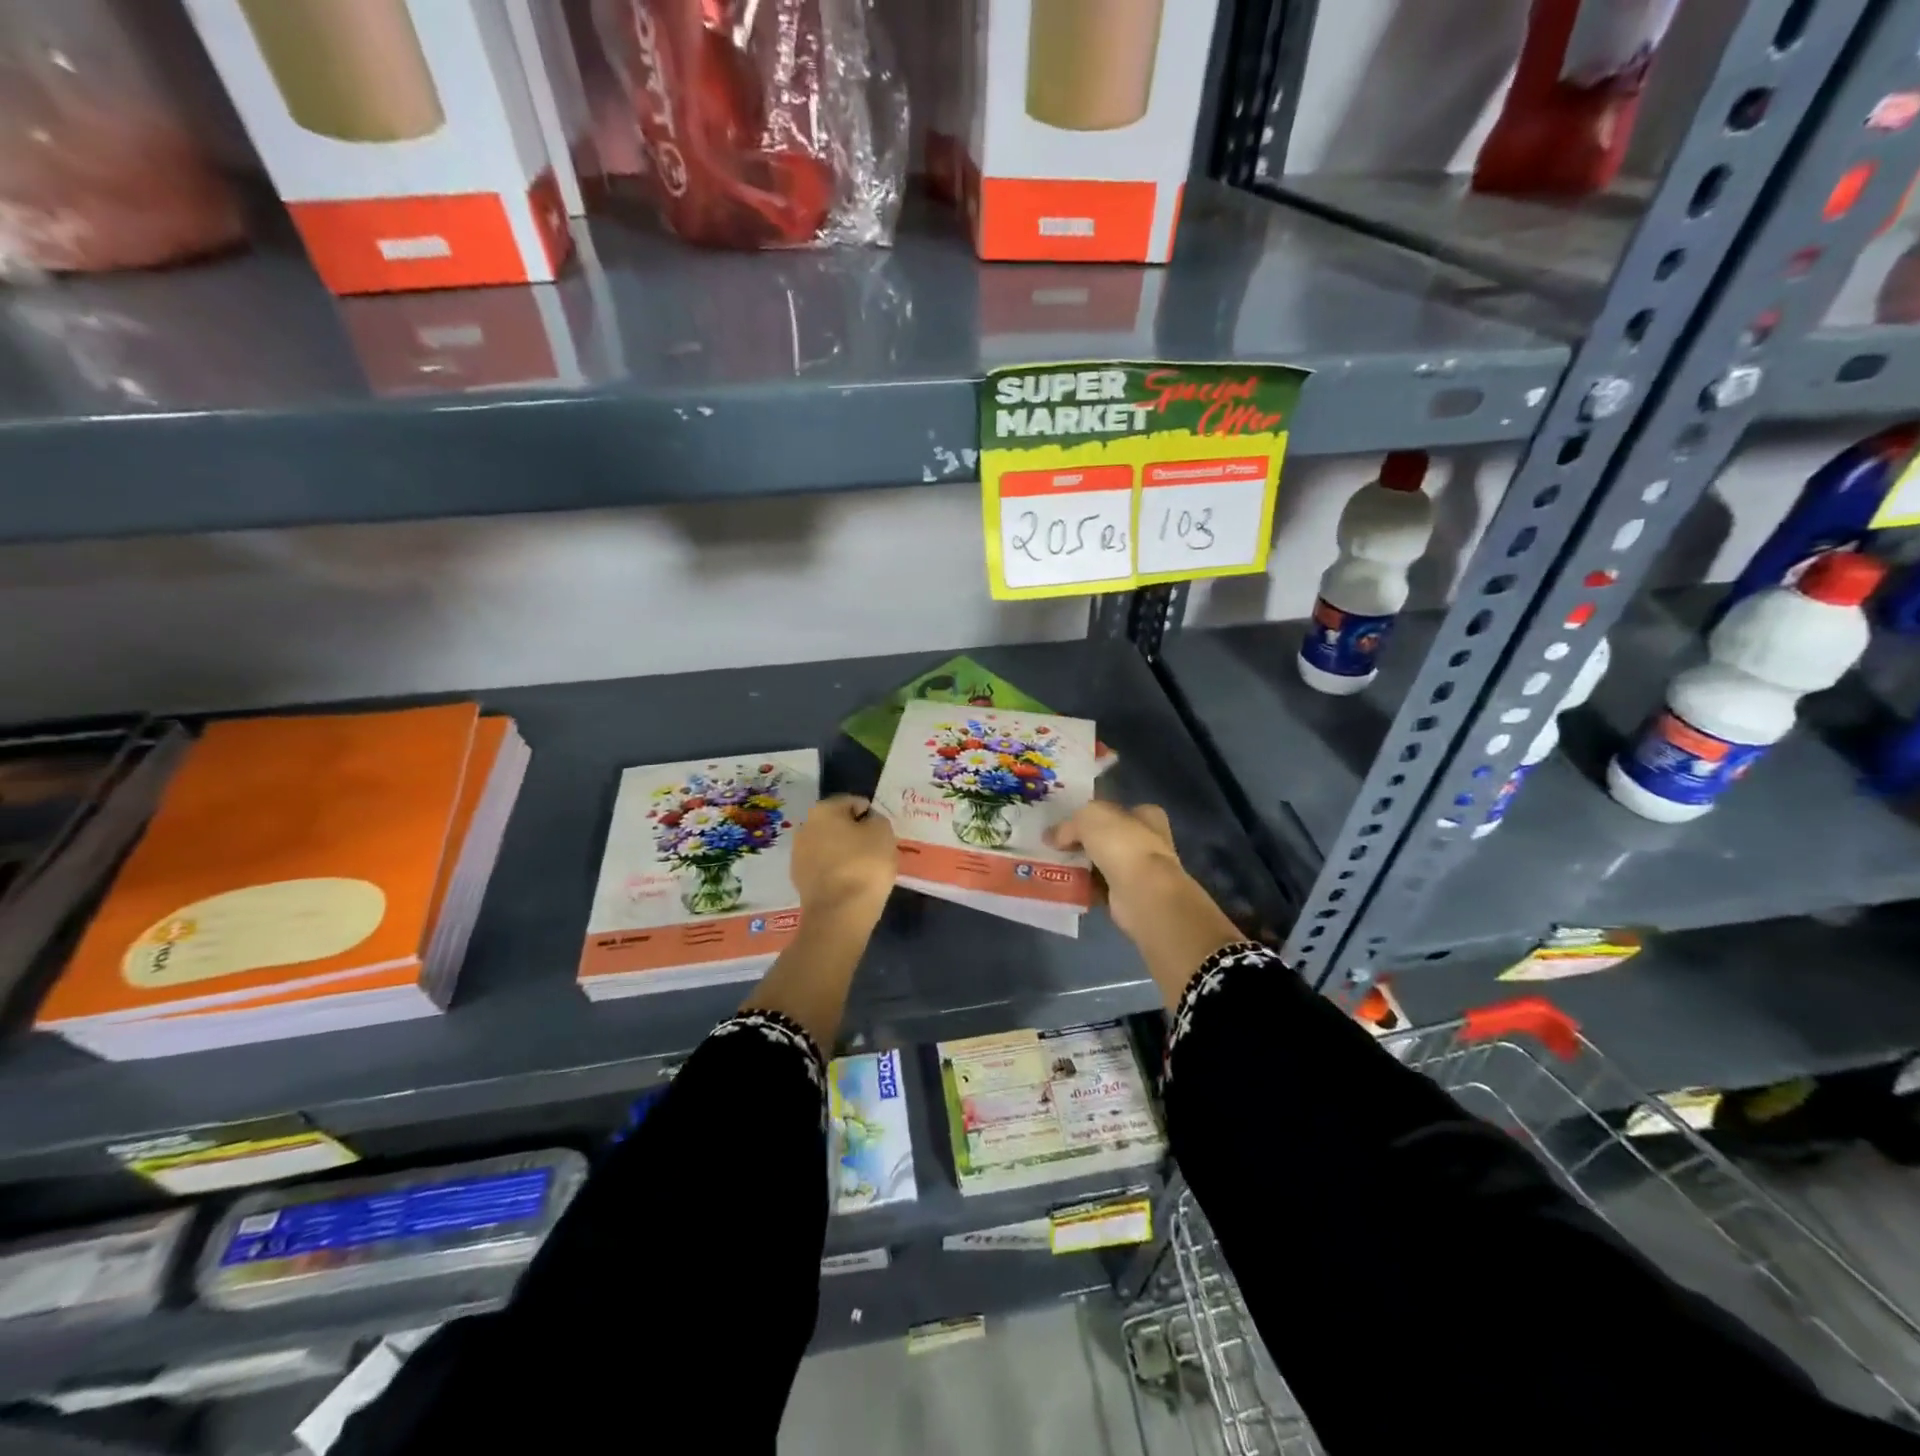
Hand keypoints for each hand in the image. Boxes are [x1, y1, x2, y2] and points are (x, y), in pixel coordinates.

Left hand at [791, 794, 895, 923]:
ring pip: (829, 847)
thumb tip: (868, 823)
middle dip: (855, 833)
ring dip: (844, 852)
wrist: (840, 914)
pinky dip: (837, 871)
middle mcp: (805, 827)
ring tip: (865, 869)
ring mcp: (798, 855)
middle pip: (838, 824)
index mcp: (823, 810)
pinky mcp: (799, 880)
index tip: (882, 833)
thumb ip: (877, 819)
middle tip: (876, 850)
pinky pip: (824, 868)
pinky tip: (851, 883)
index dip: (871, 815)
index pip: (853, 802)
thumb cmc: (865, 865)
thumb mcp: (884, 832)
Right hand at [1045, 801, 1185, 938]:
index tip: (1070, 824)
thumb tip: (1051, 836)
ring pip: (1103, 864)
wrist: (1142, 892)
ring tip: (1055, 867)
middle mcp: (1148, 842)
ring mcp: (1141, 871)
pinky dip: (1084, 888)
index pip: (1119, 811)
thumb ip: (1068, 825)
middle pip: (1109, 838)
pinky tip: (1065, 887)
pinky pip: (1100, 889)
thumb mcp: (1088, 818)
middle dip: (1085, 843)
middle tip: (1058, 846)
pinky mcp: (1129, 896)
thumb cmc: (1122, 845)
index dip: (1095, 816)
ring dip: (1082, 867)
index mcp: (1147, 816)